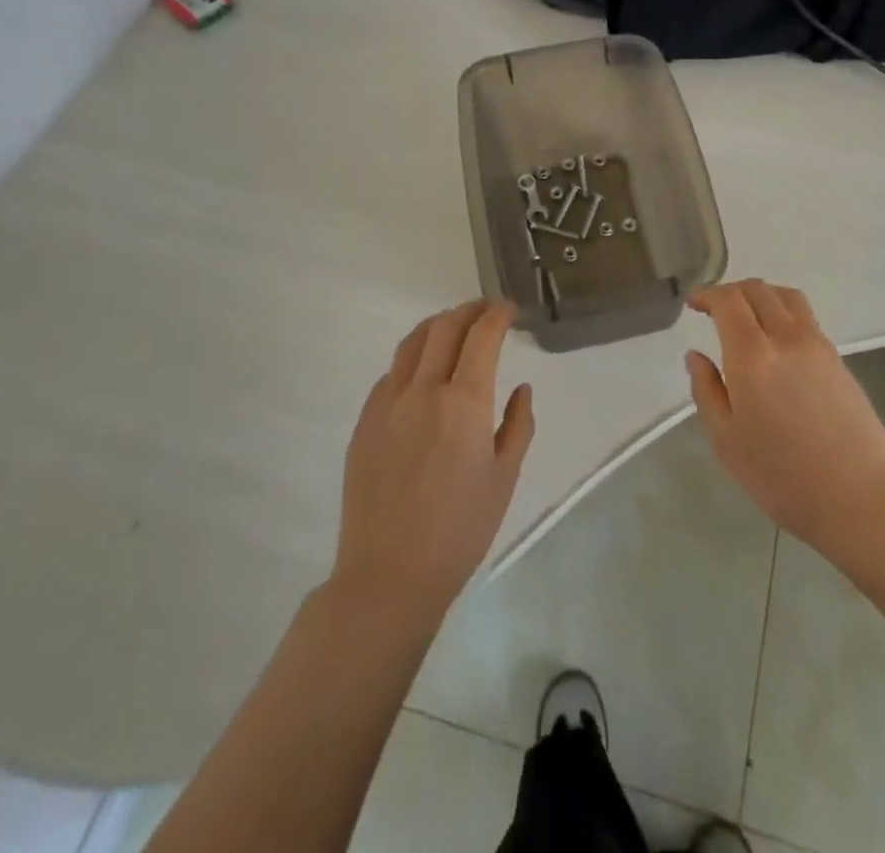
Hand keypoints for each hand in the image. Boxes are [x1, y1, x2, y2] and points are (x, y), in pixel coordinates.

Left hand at [333, 301, 534, 616]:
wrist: (389, 574)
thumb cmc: (460, 531)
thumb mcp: (504, 478)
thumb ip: (518, 425)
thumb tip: (520, 389)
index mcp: (464, 403)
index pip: (482, 336)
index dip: (497, 314)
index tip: (509, 310)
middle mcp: (423, 391)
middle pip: (445, 326)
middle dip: (470, 310)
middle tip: (487, 311)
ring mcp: (387, 404)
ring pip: (412, 342)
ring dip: (438, 325)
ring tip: (455, 328)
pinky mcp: (364, 421)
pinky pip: (391, 373)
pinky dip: (413, 358)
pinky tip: (423, 373)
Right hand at [684, 280, 884, 569]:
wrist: (861, 499)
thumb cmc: (782, 478)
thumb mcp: (727, 441)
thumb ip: (707, 391)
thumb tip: (696, 355)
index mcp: (753, 356)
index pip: (728, 301)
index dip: (707, 294)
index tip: (692, 303)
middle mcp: (787, 338)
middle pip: (758, 290)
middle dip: (731, 291)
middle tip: (713, 309)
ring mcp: (819, 346)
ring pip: (787, 297)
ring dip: (760, 294)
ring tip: (746, 315)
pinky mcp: (839, 360)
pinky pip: (805, 317)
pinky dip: (782, 311)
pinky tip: (776, 340)